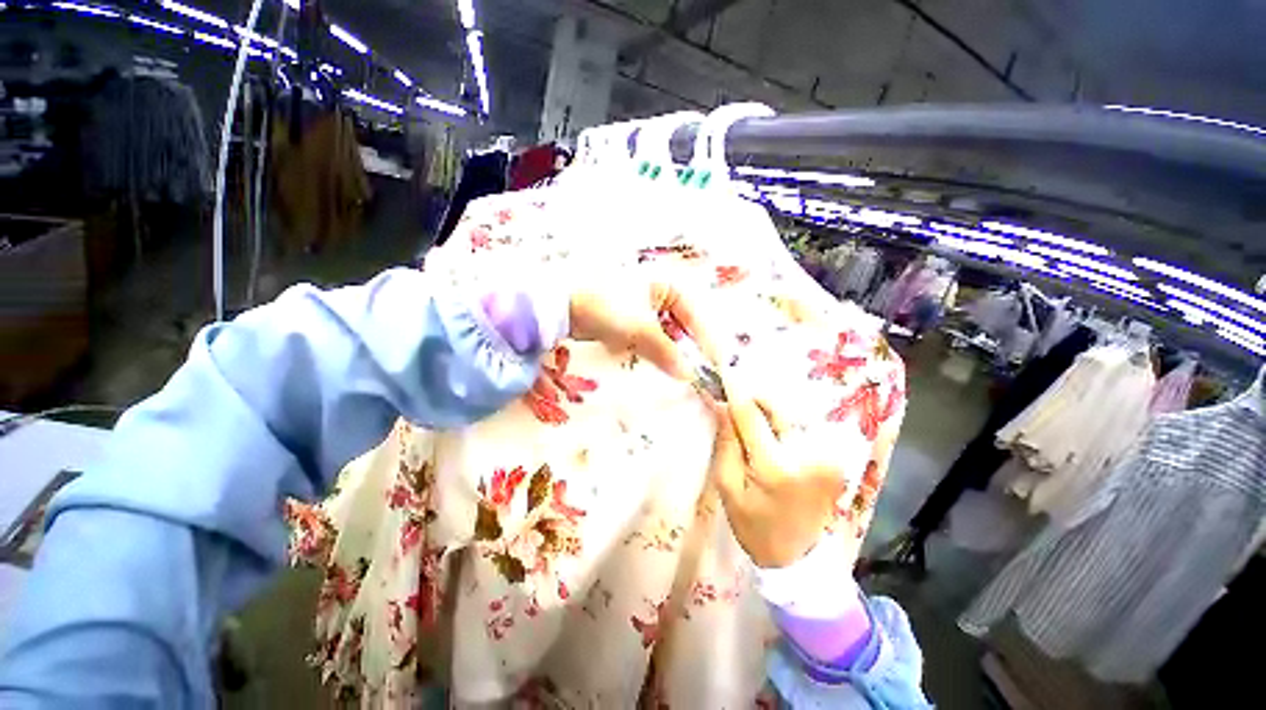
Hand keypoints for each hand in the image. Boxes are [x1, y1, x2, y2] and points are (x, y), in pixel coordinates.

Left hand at [568, 280, 701, 380]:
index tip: (713, 367)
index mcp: (667, 285)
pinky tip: (646, 363)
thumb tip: (689, 375)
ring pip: (663, 336)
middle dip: (685, 351)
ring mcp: (640, 306)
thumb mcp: (642, 330)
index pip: (695, 316)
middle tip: (694, 374)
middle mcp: (657, 292)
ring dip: (666, 354)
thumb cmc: (606, 307)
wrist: (561, 307)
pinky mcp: (623, 321)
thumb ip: (667, 351)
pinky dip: (648, 352)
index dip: (705, 342)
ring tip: (673, 373)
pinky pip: (645, 340)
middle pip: (681, 327)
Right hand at [709, 386, 847, 567]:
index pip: (752, 414)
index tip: (724, 374)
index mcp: (775, 466)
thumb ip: (727, 446)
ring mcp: (826, 455)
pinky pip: (808, 432)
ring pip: (795, 416)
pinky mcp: (836, 459)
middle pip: (780, 407)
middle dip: (758, 398)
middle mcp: (806, 453)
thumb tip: (722, 406)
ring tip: (759, 426)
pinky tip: (780, 444)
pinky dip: (791, 431)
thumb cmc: (756, 529)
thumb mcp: (730, 492)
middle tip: (739, 399)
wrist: (797, 556)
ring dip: (775, 415)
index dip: (736, 391)